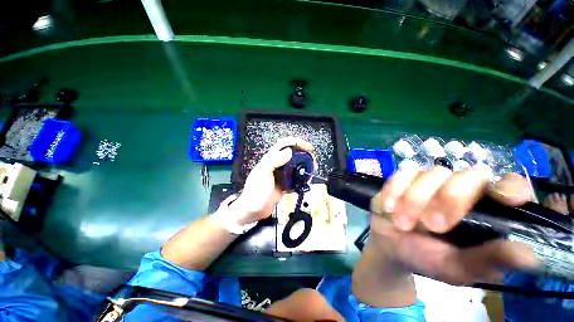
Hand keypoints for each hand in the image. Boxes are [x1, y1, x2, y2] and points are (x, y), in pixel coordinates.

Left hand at [232, 137, 313, 224]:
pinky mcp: (284, 183)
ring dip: (305, 165)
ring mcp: (281, 174)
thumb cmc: (256, 191)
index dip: (296, 142)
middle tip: (313, 160)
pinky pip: (296, 177)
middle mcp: (277, 164)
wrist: (253, 210)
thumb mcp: (263, 173)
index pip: (284, 144)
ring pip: (296, 165)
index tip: (308, 147)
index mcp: (270, 159)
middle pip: (293, 154)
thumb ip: (274, 161)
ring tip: (312, 170)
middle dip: (304, 154)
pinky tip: (306, 180)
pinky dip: (302, 177)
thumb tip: (289, 151)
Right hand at [370, 169, 539, 284]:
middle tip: (432, 225)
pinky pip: (402, 173)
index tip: (506, 199)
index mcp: (485, 212)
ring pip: (431, 173)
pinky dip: (394, 190)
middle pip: (467, 175)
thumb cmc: (426, 259)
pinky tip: (388, 207)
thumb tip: (530, 254)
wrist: (390, 246)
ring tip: (402, 223)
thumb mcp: (458, 268)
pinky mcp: (404, 178)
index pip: (509, 187)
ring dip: (413, 200)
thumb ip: (489, 261)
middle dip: (447, 200)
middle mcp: (461, 191)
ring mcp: (431, 181)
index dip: (510, 187)